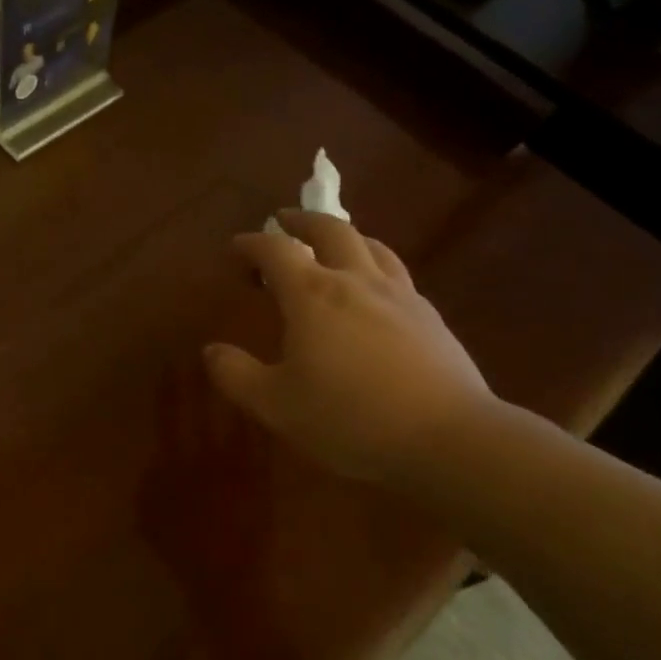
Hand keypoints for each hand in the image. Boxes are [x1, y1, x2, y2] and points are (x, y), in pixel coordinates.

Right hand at [203, 210, 491, 484]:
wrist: (449, 439)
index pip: (276, 251)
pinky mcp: (431, 318)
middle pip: (332, 230)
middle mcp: (357, 281)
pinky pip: (397, 275)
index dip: (252, 244)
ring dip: (346, 236)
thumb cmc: (349, 418)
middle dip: (303, 221)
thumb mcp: (275, 404)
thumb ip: (236, 374)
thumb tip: (211, 350)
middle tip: (285, 220)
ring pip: (372, 247)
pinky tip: (374, 292)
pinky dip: (375, 266)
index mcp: (313, 295)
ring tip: (333, 244)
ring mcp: (401, 296)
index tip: (236, 246)